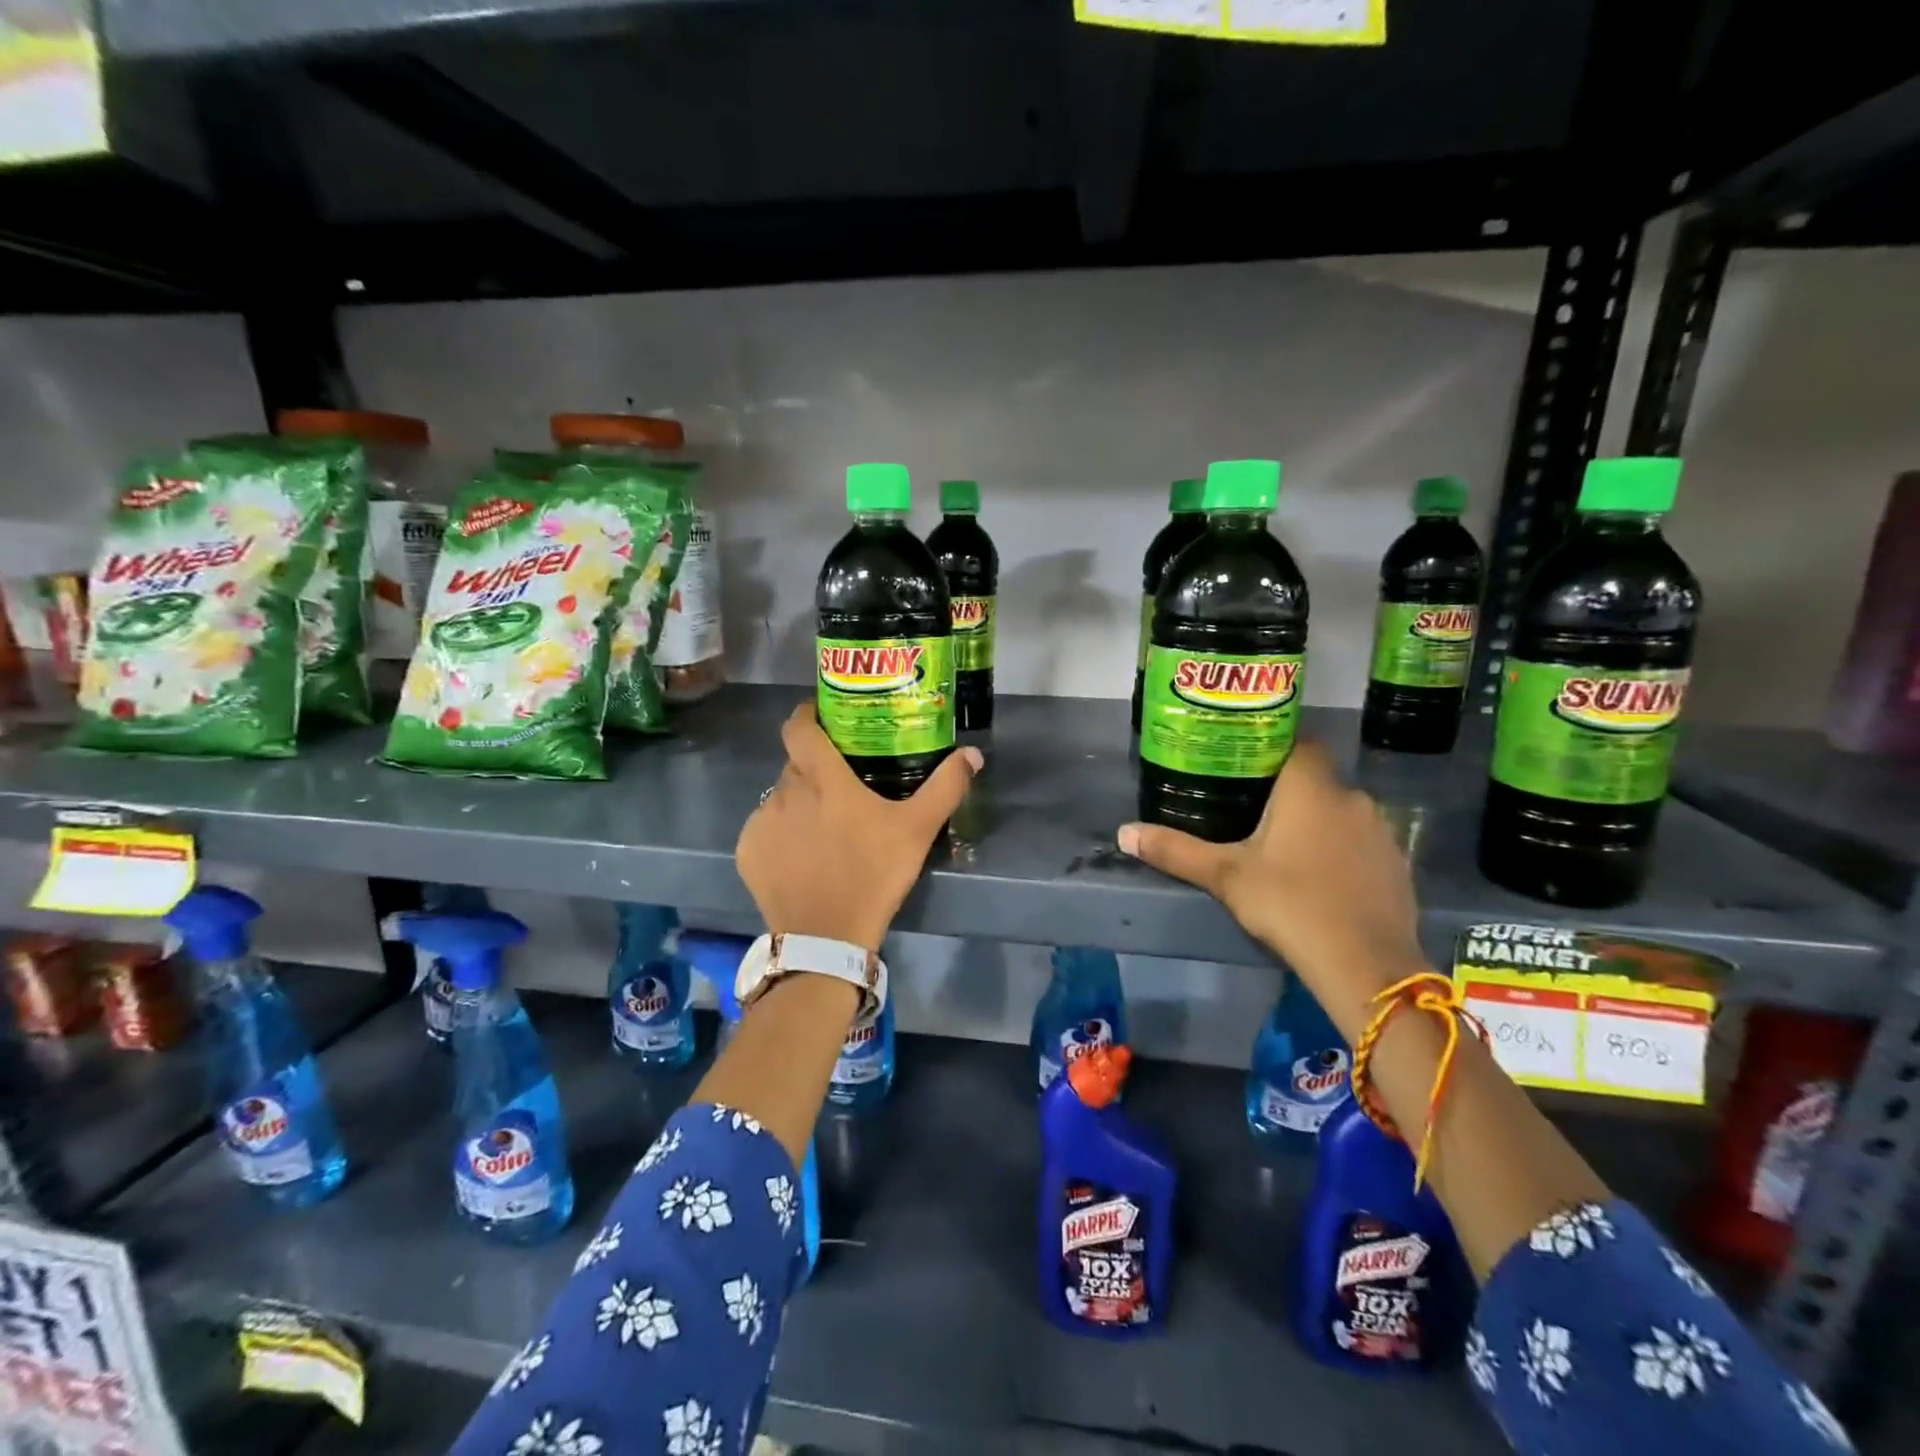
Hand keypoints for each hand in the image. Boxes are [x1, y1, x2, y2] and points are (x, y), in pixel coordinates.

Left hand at [736, 704, 982, 952]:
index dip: (807, 715)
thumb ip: (945, 787)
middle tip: (841, 785)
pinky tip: (802, 857)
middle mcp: (784, 791)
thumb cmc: (874, 874)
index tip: (822, 717)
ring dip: (798, 803)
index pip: (799, 727)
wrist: (827, 936)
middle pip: (795, 764)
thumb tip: (972, 754)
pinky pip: (764, 829)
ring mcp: (761, 822)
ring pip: (779, 797)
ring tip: (823, 828)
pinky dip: (780, 834)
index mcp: (822, 778)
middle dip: (815, 768)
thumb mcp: (917, 830)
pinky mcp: (747, 852)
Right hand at [1116, 741, 1423, 1036]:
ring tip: (1284, 846)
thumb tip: (1124, 833)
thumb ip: (1176, 850)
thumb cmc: (1289, 904)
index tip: (1246, 762)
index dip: (1274, 746)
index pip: (1299, 742)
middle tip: (1251, 809)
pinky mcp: (1397, 865)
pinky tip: (1321, 878)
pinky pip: (1362, 843)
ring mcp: (1381, 832)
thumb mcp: (1225, 876)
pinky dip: (1342, 850)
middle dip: (1288, 791)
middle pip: (1317, 779)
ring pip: (1341, 812)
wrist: (1365, 964)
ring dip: (1317, 821)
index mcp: (1310, 788)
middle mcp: (1351, 798)